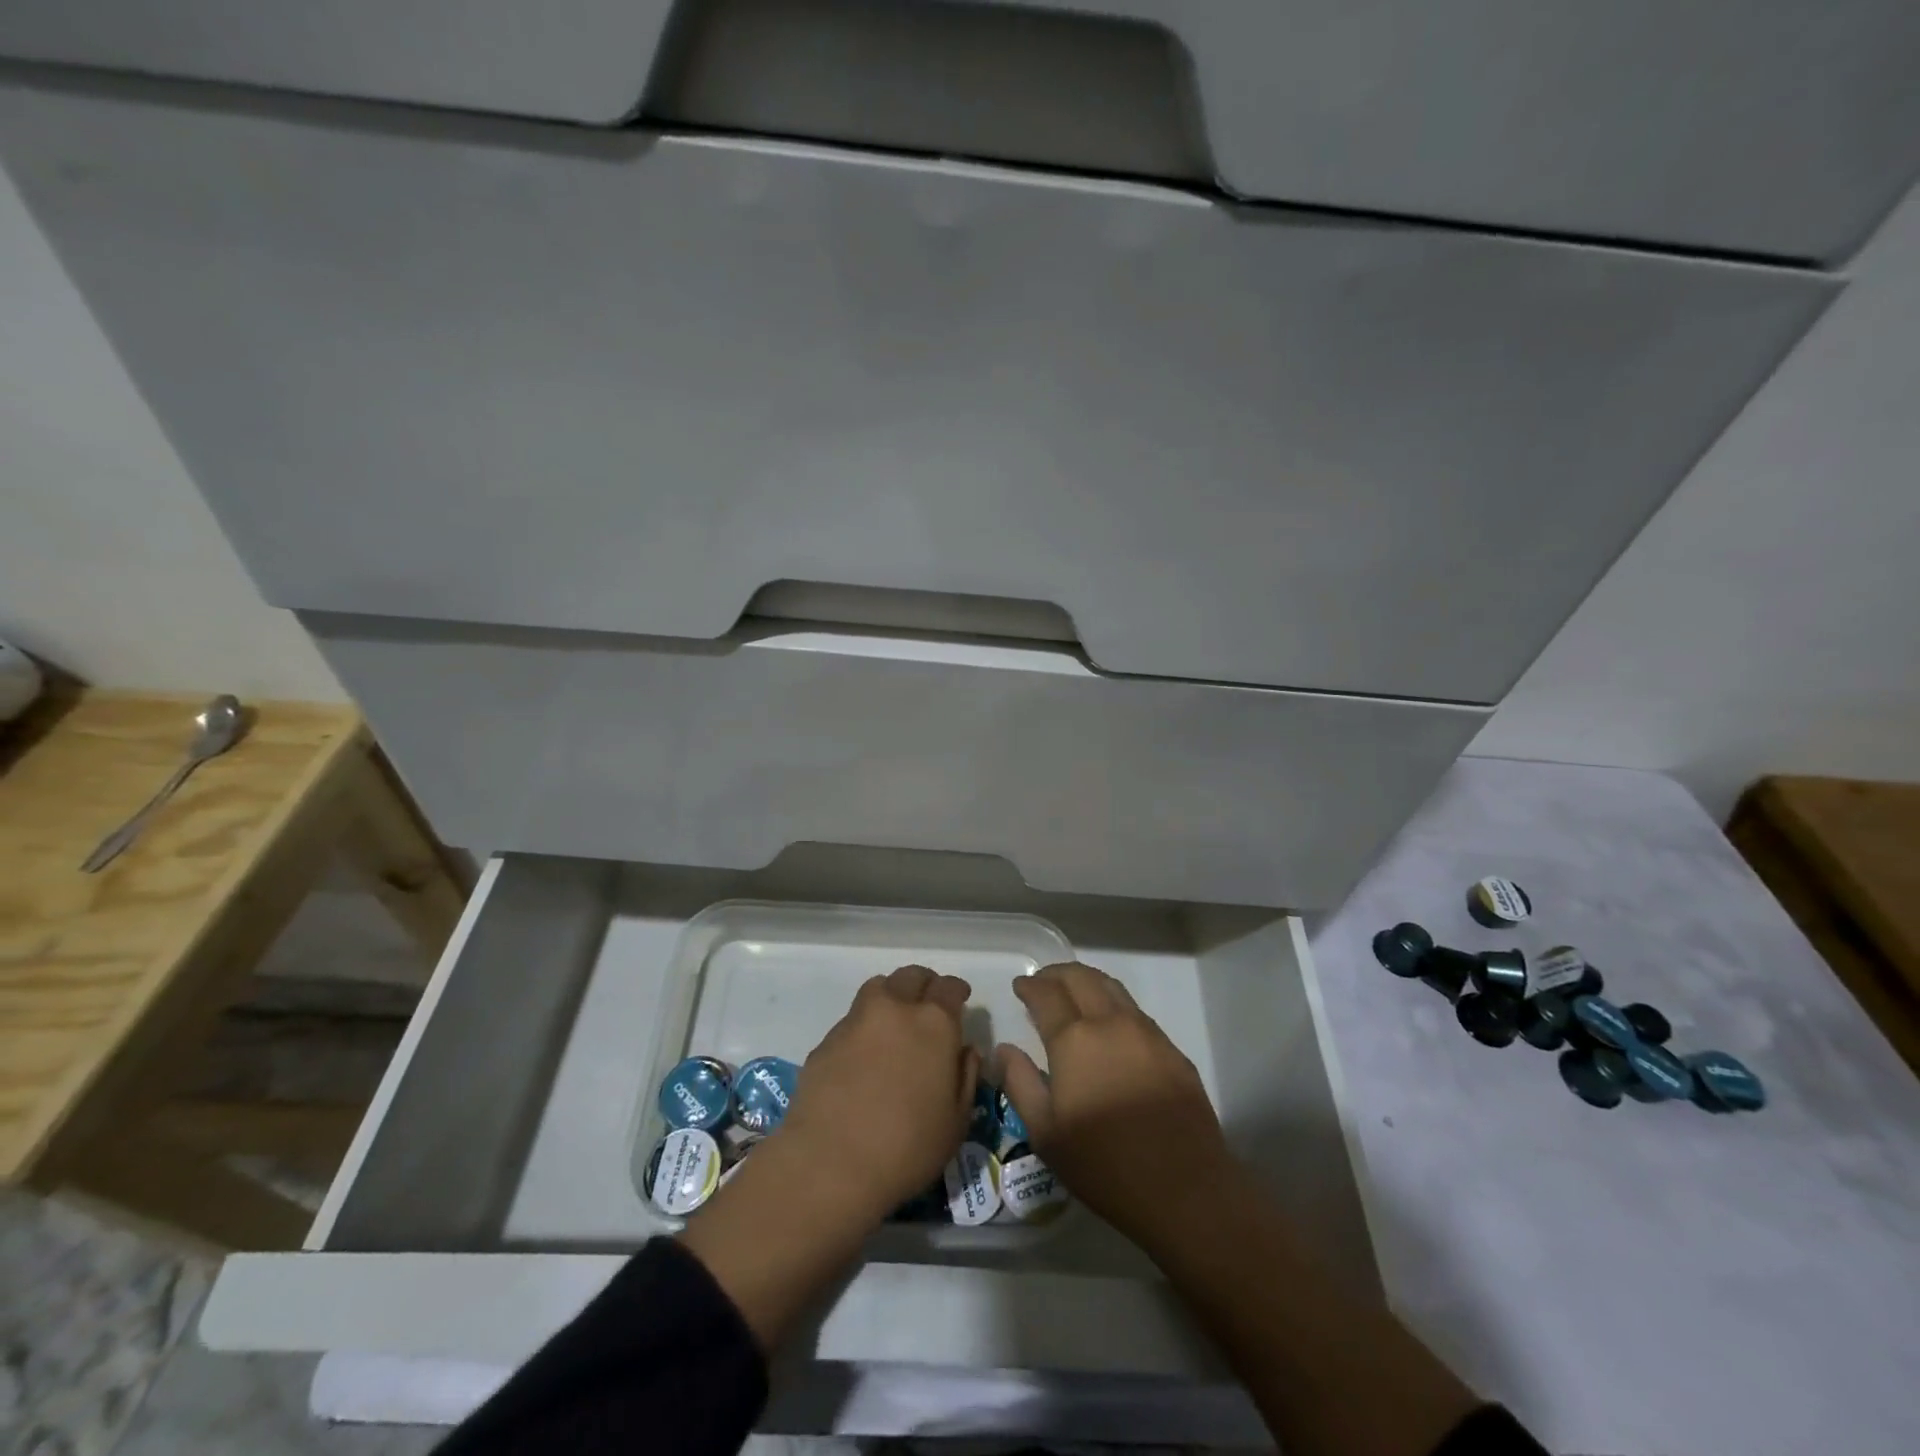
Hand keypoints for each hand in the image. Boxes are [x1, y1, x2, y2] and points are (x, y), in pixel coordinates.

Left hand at [773, 963, 979, 1224]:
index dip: (957, 990)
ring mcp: (857, 1020)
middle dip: (925, 984)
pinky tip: (865, 1054)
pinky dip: (865, 1025)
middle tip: (928, 1004)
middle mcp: (895, 1008)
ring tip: (895, 1018)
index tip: (960, 999)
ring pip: (879, 987)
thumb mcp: (957, 1121)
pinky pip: (853, 1018)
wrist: (830, 1163)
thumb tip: (965, 1050)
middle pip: (912, 976)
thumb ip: (966, 1076)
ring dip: (892, 994)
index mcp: (934, 1023)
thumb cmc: (908, 1147)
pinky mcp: (827, 1039)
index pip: (949, 987)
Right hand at [996, 961, 1237, 1253]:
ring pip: (1112, 988)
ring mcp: (1147, 1033)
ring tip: (1074, 993)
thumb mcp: (1045, 1133)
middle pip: (1081, 978)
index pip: (1046, 994)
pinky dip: (1114, 1005)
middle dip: (1057, 974)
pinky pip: (1136, 1012)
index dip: (1030, 985)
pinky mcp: (1172, 1050)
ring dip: (1087, 982)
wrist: (1185, 1189)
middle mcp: (1111, 1023)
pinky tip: (1110, 1027)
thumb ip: (1020, 1083)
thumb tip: (1004, 1049)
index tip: (1020, 986)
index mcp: (1075, 1039)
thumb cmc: (1104, 1164)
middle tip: (1042, 982)